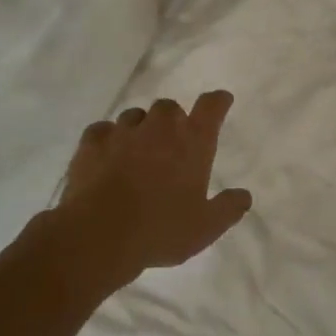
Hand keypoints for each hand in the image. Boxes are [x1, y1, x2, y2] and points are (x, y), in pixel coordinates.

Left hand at [55, 91, 253, 284]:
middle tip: (172, 144)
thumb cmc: (161, 230)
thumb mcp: (206, 227)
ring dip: (141, 128)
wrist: (99, 234)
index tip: (221, 101)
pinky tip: (107, 155)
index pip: (211, 107)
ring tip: (138, 151)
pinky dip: (108, 138)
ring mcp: (122, 132)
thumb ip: (228, 208)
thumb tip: (244, 196)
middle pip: (170, 108)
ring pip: (135, 116)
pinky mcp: (91, 142)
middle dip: (173, 120)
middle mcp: (159, 128)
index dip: (218, 101)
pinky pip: (103, 129)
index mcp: (192, 142)